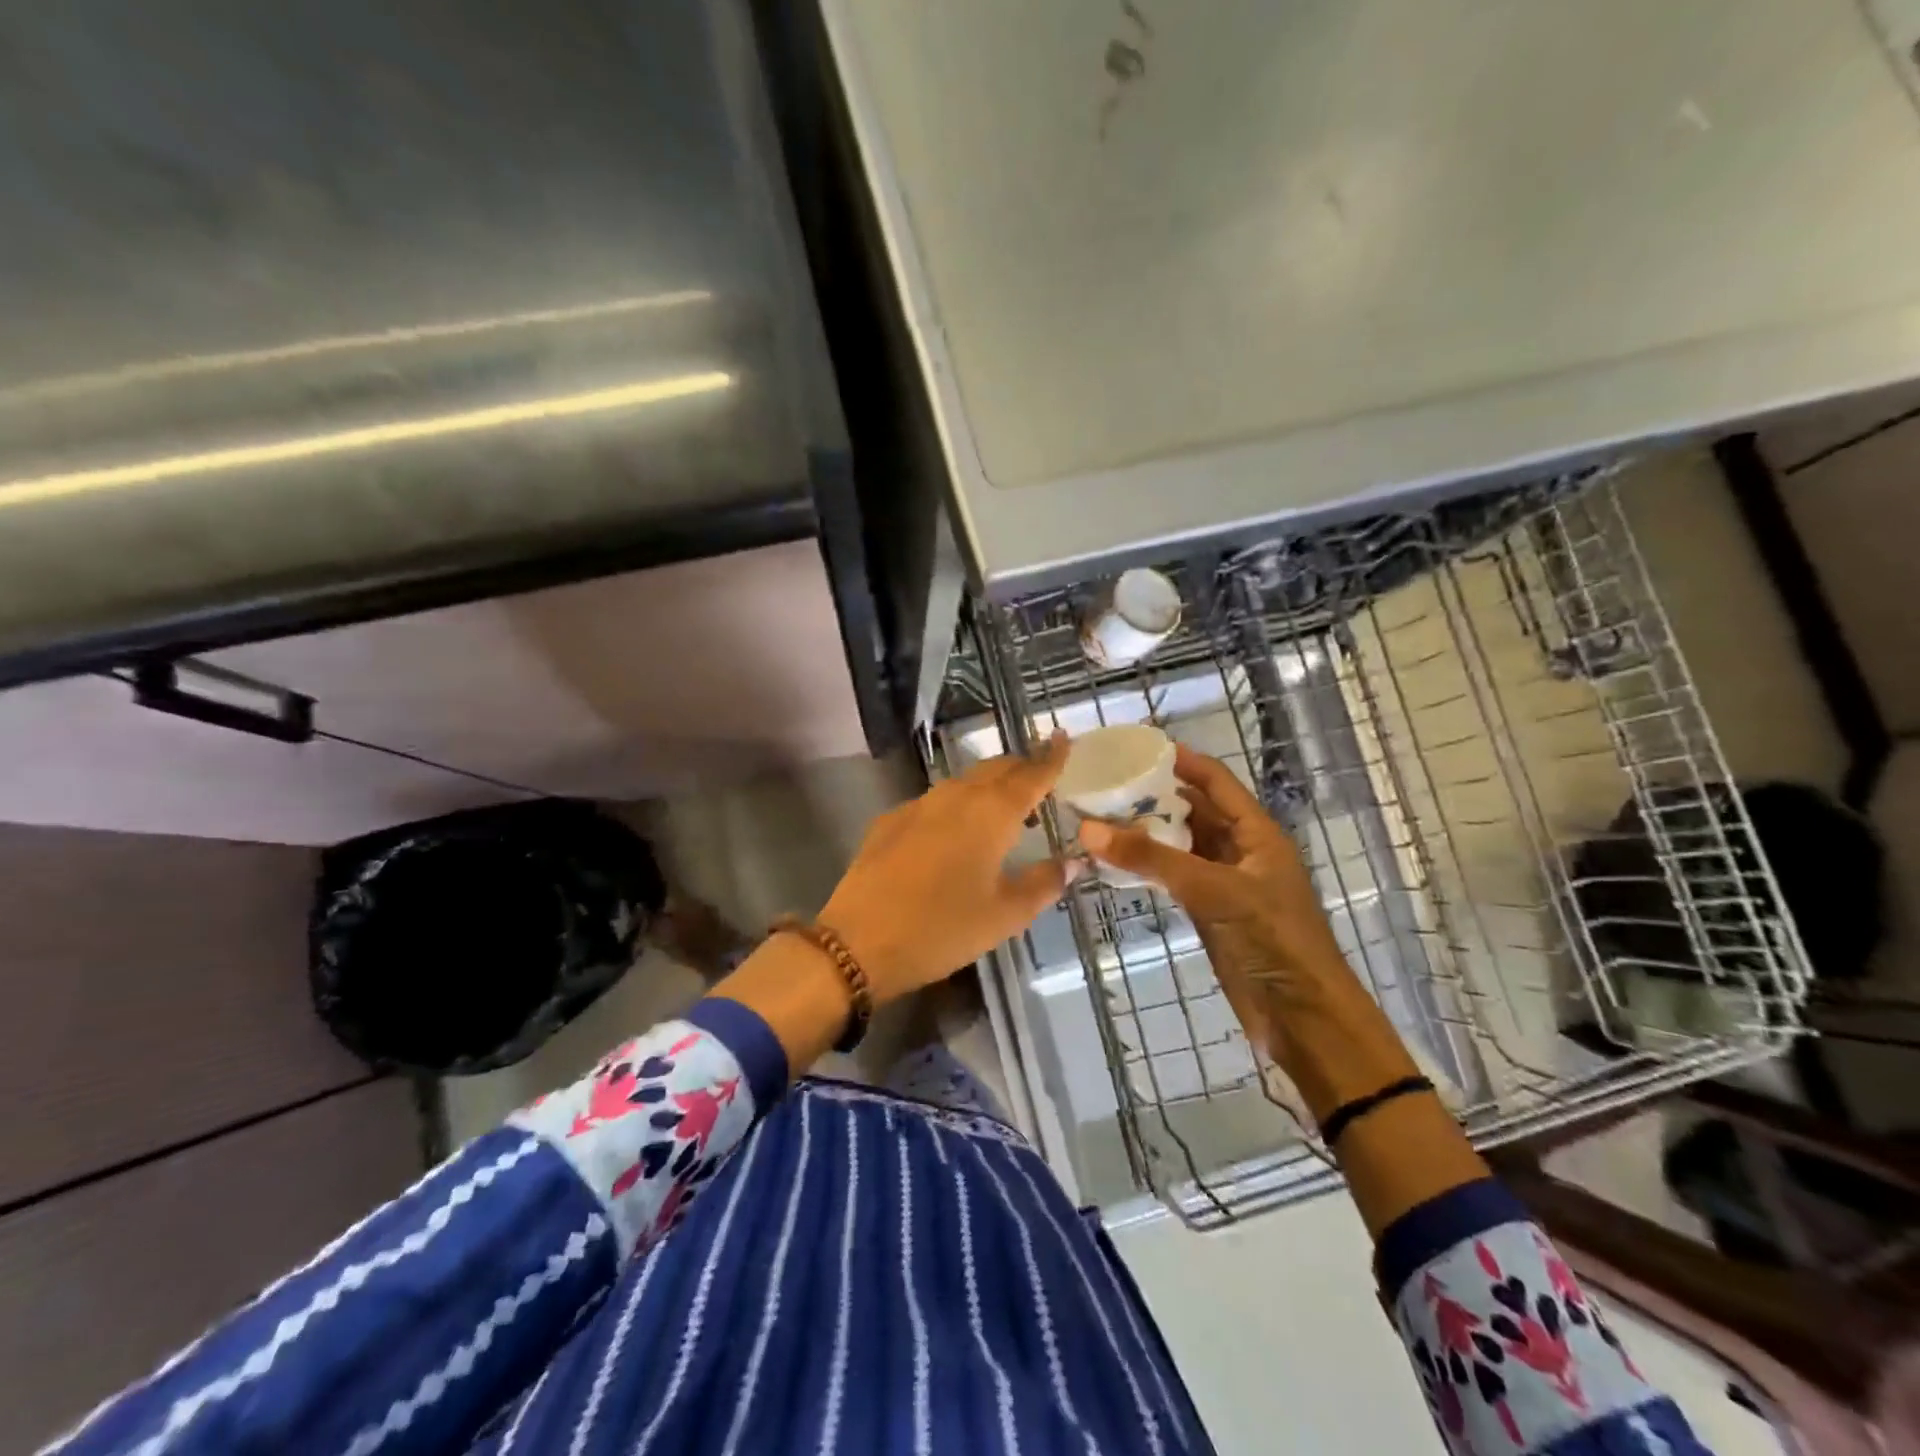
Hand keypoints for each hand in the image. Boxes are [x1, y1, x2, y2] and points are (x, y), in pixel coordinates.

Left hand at [818, 733, 1078, 1005]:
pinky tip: (955, 834)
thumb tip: (1072, 862)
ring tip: (1004, 812)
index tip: (1063, 737)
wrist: (859, 940)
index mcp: (991, 813)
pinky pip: (935, 801)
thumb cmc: (942, 929)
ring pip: (963, 782)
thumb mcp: (1004, 916)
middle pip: (995, 769)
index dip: (1050, 757)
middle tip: (1039, 782)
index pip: (1030, 775)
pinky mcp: (891, 820)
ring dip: (988, 787)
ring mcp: (919, 805)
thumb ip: (1043, 884)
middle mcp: (956, 796)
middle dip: (1020, 769)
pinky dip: (957, 805)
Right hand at [1079, 746, 1414, 1117]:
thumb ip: (1152, 859)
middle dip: (1155, 795)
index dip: (1181, 760)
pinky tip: (1116, 860)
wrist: (1303, 1017)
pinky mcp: (1210, 912)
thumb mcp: (1213, 891)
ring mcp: (1225, 882)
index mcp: (1256, 833)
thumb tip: (1088, 828)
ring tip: (1101, 815)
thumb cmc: (1272, 940)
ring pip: (1181, 844)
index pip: (1215, 780)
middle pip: (1195, 809)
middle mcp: (1241, 850)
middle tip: (1105, 782)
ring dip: (1147, 832)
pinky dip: (1148, 866)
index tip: (1136, 747)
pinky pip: (1174, 876)